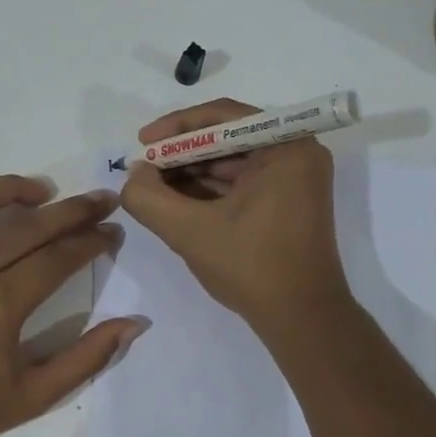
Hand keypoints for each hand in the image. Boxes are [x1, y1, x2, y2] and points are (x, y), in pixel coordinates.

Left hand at [0, 175, 148, 436]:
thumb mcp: (36, 395)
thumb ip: (88, 358)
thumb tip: (135, 324)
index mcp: (0, 304)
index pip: (58, 257)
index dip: (92, 241)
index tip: (113, 232)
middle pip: (26, 226)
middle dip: (71, 210)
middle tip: (99, 200)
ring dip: (7, 189)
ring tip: (37, 191)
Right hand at [119, 98, 349, 330]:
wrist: (302, 319)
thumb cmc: (252, 267)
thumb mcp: (190, 231)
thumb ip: (150, 198)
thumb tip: (133, 175)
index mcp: (286, 147)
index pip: (223, 117)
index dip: (176, 127)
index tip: (141, 143)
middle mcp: (296, 154)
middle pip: (227, 139)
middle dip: (180, 154)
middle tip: (142, 170)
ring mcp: (294, 180)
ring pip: (231, 163)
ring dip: (190, 174)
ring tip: (151, 189)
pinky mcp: (286, 204)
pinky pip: (241, 184)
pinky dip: (208, 192)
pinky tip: (175, 203)